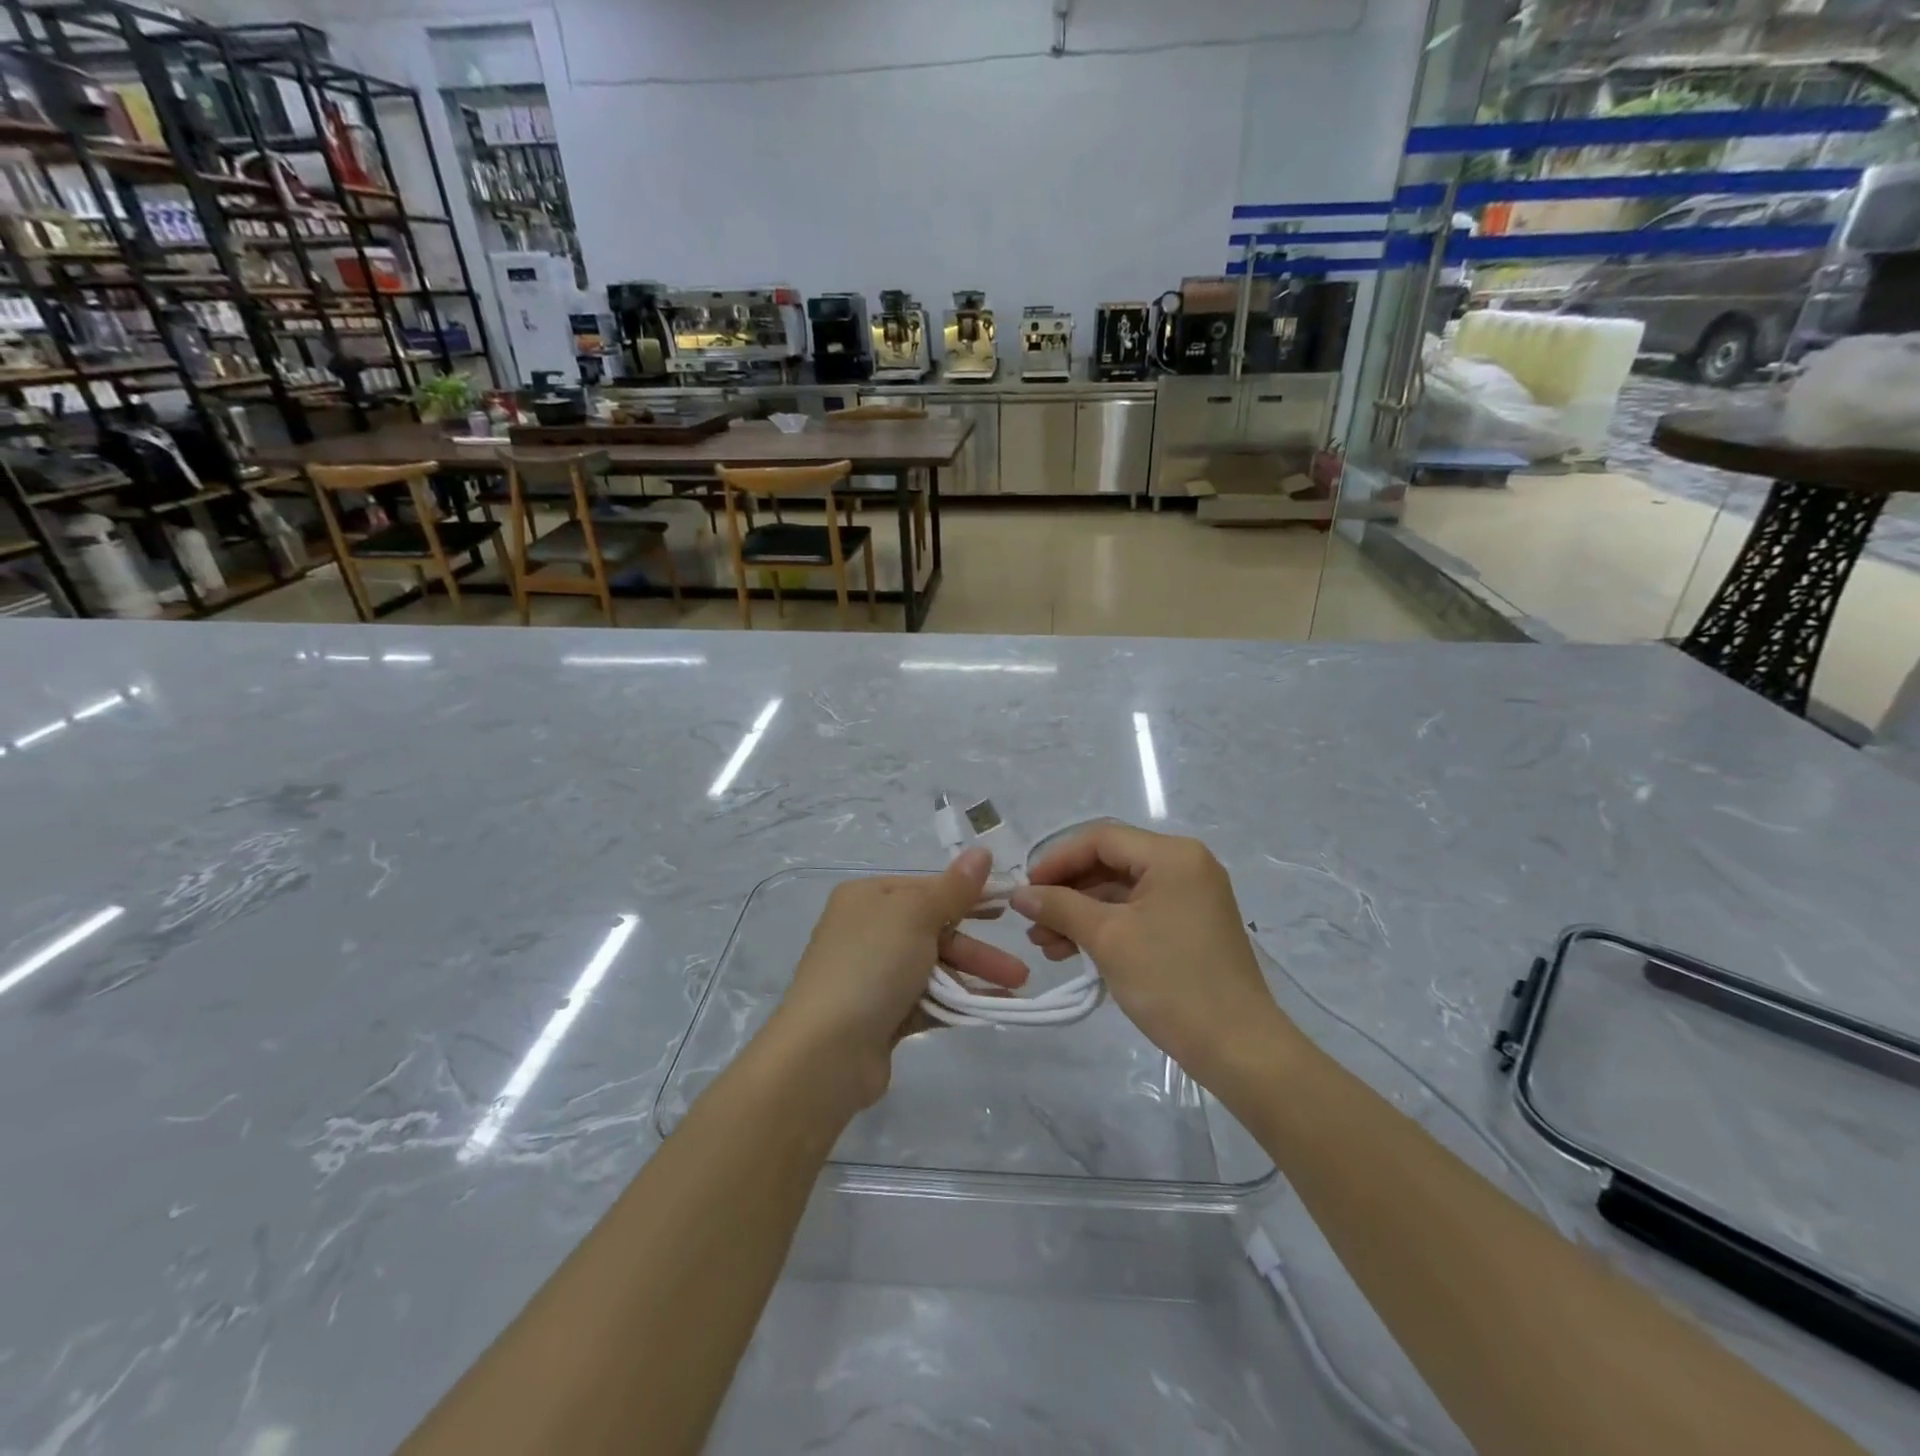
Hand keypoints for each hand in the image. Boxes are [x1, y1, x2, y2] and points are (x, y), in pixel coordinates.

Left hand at [770, 848, 1028, 1106]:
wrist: (826, 1051)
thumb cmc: (872, 966)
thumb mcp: (916, 915)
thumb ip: (953, 888)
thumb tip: (981, 850)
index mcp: (868, 897)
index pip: (927, 888)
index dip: (969, 896)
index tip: (1009, 905)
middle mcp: (867, 930)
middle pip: (934, 930)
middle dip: (978, 947)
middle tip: (1019, 965)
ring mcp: (873, 975)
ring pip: (935, 967)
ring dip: (975, 974)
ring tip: (1016, 989)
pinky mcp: (881, 1014)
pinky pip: (928, 999)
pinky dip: (958, 1001)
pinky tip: (993, 1006)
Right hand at [1011, 823, 1294, 1088]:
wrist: (1239, 1049)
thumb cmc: (1171, 982)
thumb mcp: (1108, 938)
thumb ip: (1060, 907)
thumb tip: (1020, 894)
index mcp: (1172, 856)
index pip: (1101, 839)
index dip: (1057, 860)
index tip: (1025, 889)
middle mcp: (1185, 865)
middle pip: (1110, 863)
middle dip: (1067, 892)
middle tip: (1032, 922)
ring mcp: (1191, 897)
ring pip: (1120, 891)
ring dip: (1080, 913)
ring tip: (1046, 945)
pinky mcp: (1190, 926)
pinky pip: (1137, 913)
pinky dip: (1105, 928)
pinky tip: (1075, 951)